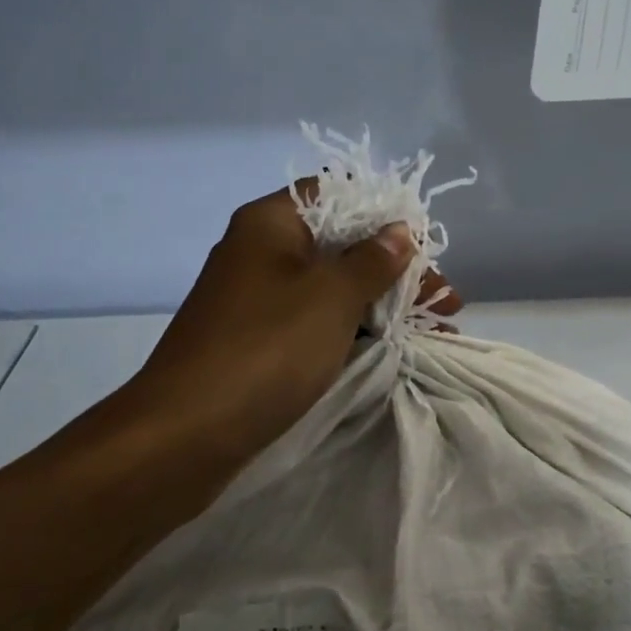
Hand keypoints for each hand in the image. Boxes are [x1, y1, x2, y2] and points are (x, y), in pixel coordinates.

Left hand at [127, 184, 457, 463]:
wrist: (184, 436)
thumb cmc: (265, 350)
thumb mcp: (332, 297)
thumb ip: (373, 261)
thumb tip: (400, 231)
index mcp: (270, 223)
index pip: (337, 194)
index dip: (385, 215)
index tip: (425, 246)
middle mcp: (261, 252)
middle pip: (341, 245)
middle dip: (397, 272)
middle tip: (446, 302)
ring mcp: (258, 300)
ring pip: (333, 290)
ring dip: (384, 306)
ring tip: (438, 330)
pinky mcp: (259, 342)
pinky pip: (316, 324)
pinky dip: (356, 332)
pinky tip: (395, 350)